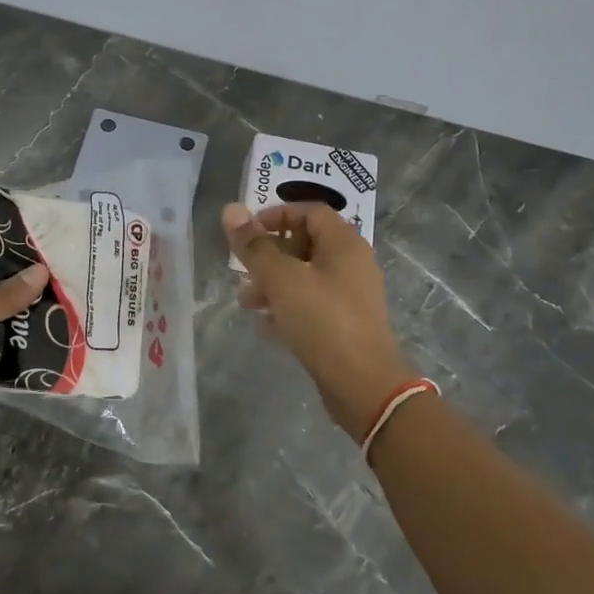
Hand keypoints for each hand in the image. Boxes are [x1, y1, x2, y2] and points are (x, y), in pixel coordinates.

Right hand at [223, 202, 417, 440]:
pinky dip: (288, 308)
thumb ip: (254, 245)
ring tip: (247, 303)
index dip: (276, 215)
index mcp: (344, 243)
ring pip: (306, 277)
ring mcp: (351, 295)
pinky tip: (266, 326)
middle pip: (306, 244)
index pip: (310, 211)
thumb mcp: (281, 279)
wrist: (362, 383)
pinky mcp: (346, 324)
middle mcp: (352, 263)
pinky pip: (312, 304)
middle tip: (244, 271)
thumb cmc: (322, 320)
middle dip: (270, 255)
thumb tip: (231, 209)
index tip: (248, 232)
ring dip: (273, 284)